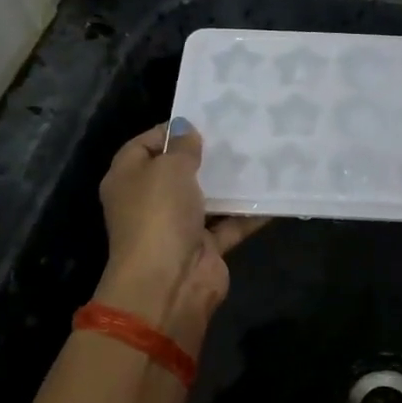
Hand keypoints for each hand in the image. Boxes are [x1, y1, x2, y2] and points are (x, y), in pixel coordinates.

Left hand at [94, 120, 266, 340]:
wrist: (170, 282)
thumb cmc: (159, 214)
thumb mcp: (169, 168)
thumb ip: (182, 147)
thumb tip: (186, 131)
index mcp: (127, 179)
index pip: (143, 146)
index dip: (168, 131)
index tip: (202, 119)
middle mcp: (149, 202)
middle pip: (176, 172)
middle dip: (204, 156)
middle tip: (237, 134)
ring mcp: (177, 227)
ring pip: (206, 198)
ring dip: (229, 183)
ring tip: (259, 156)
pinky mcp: (204, 247)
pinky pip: (229, 224)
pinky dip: (248, 213)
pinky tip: (274, 193)